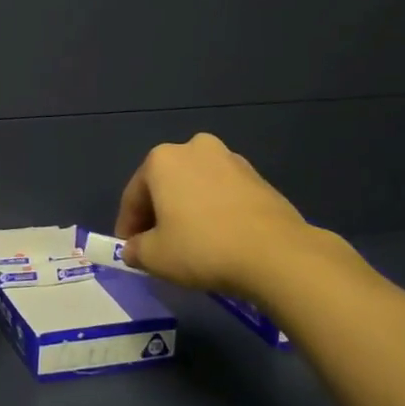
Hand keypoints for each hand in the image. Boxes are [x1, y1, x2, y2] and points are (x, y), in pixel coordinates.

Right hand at [115, 133, 331, 296]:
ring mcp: (231, 159)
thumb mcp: (155, 257)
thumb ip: (136, 249)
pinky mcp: (259, 178)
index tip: (128, 249)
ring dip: (188, 210)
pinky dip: (215, 212)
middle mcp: (194, 149)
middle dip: (158, 213)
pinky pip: (223, 195)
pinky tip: (219, 239)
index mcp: (162, 159)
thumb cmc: (202, 247)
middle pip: (166, 185)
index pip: (134, 195)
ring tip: (190, 243)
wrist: (276, 254)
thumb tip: (134, 248)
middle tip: (157, 244)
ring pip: (196, 187)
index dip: (127, 225)